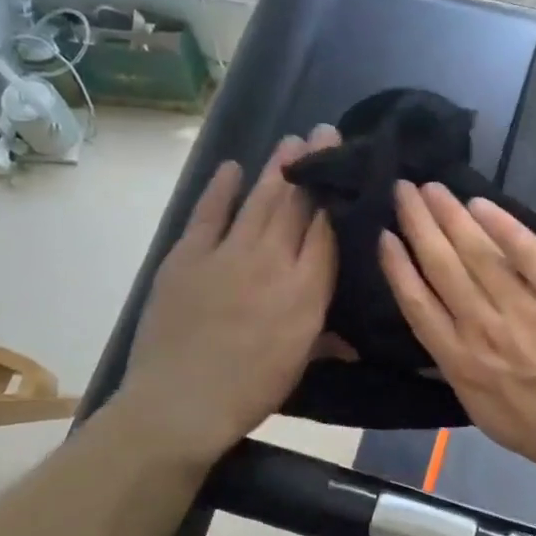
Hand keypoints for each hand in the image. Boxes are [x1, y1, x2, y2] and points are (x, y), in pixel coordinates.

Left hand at [118, 128, 339, 465]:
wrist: (181, 403)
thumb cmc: (250, 391)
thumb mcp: (297, 366)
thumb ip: (325, 341)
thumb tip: (353, 342)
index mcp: (305, 292)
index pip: (326, 231)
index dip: (335, 196)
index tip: (344, 168)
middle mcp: (272, 262)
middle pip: (296, 205)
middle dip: (312, 166)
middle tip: (323, 132)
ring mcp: (227, 254)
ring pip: (260, 201)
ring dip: (277, 168)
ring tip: (292, 140)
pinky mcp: (188, 256)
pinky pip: (209, 214)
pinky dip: (221, 189)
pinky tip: (232, 167)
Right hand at [379, 181, 535, 499]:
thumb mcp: (485, 416)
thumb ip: (460, 375)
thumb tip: (442, 342)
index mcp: (461, 362)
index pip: (418, 304)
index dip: (398, 267)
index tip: (385, 236)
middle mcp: (484, 329)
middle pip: (442, 266)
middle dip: (418, 225)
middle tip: (403, 190)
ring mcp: (524, 309)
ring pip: (478, 253)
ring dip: (451, 216)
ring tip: (433, 189)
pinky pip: (529, 253)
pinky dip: (504, 226)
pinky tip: (482, 205)